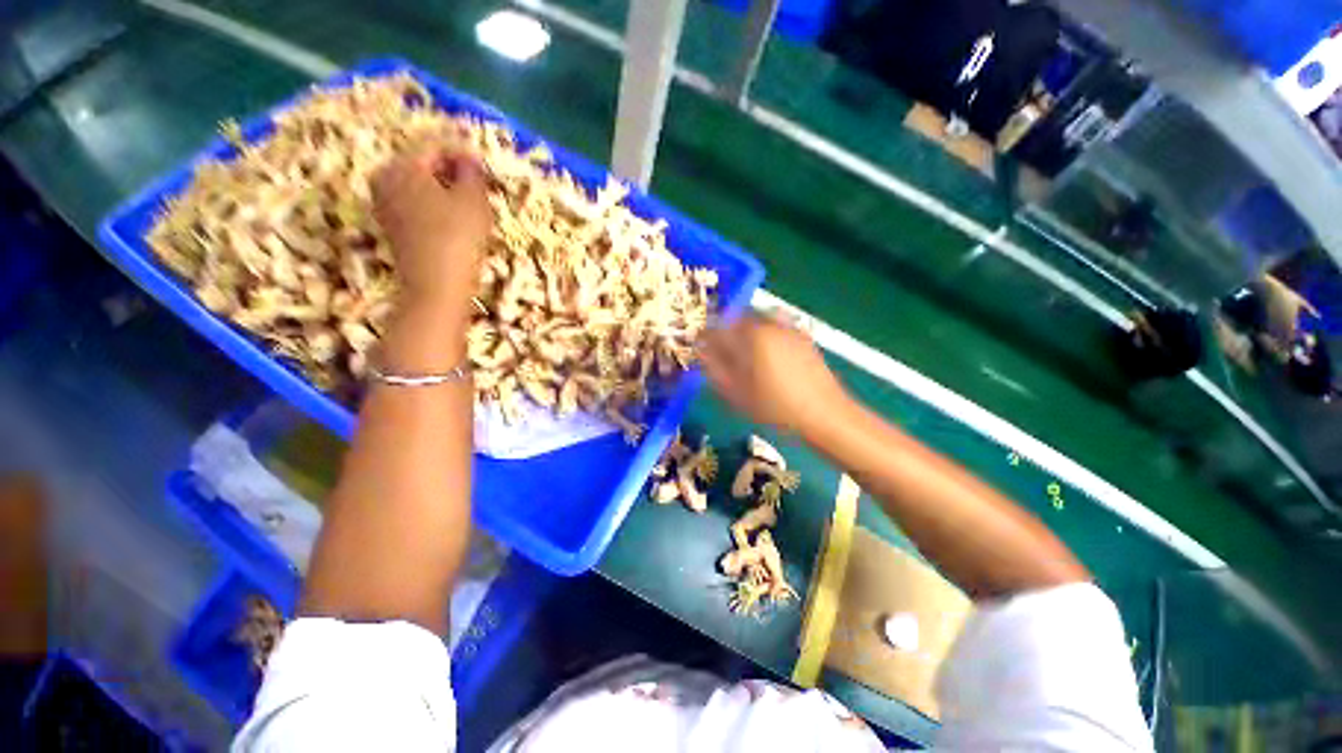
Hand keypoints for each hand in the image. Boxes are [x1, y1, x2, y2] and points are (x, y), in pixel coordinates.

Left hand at [372, 148, 490, 313]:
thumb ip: (471, 171)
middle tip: (480, 190)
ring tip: (471, 209)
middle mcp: (384, 178)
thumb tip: (468, 157)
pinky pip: (416, 206)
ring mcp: (384, 204)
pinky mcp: (391, 227)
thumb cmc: (457, 237)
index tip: (485, 169)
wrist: (436, 285)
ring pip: (420, 188)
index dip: (464, 156)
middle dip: (452, 175)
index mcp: (401, 164)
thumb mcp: (473, 199)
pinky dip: (435, 209)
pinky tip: (454, 225)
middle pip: (424, 167)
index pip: (435, 148)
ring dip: (445, 193)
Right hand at [698, 314, 848, 435]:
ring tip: (745, 362)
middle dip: (725, 335)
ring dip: (744, 336)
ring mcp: (788, 328)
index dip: (705, 338)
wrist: (825, 415)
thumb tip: (701, 351)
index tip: (702, 352)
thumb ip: (714, 368)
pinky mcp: (802, 337)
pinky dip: (763, 340)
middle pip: (737, 320)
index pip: (717, 327)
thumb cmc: (775, 407)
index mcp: (751, 335)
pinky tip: (767, 363)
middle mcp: (769, 323)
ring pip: (756, 324)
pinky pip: (773, 331)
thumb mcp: (736, 392)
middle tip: (722, 358)